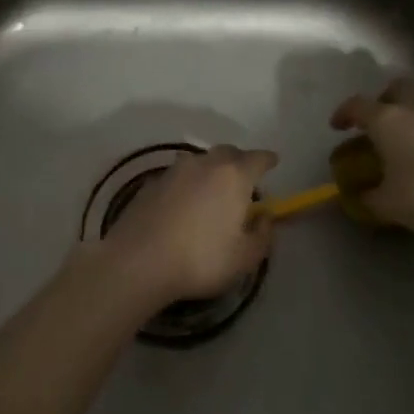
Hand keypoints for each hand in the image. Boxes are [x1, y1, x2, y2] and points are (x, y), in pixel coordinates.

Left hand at [91, 145, 275, 305]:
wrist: (139, 260)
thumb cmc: (201, 259)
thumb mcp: (244, 258)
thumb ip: (262, 235)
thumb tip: (264, 217)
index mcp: (234, 175)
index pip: (257, 158)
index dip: (268, 160)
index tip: (273, 162)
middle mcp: (205, 163)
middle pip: (228, 153)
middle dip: (240, 161)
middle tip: (244, 178)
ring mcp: (175, 170)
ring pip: (201, 161)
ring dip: (212, 170)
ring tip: (214, 190)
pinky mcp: (153, 182)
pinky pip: (179, 175)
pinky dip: (189, 183)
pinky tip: (185, 203)